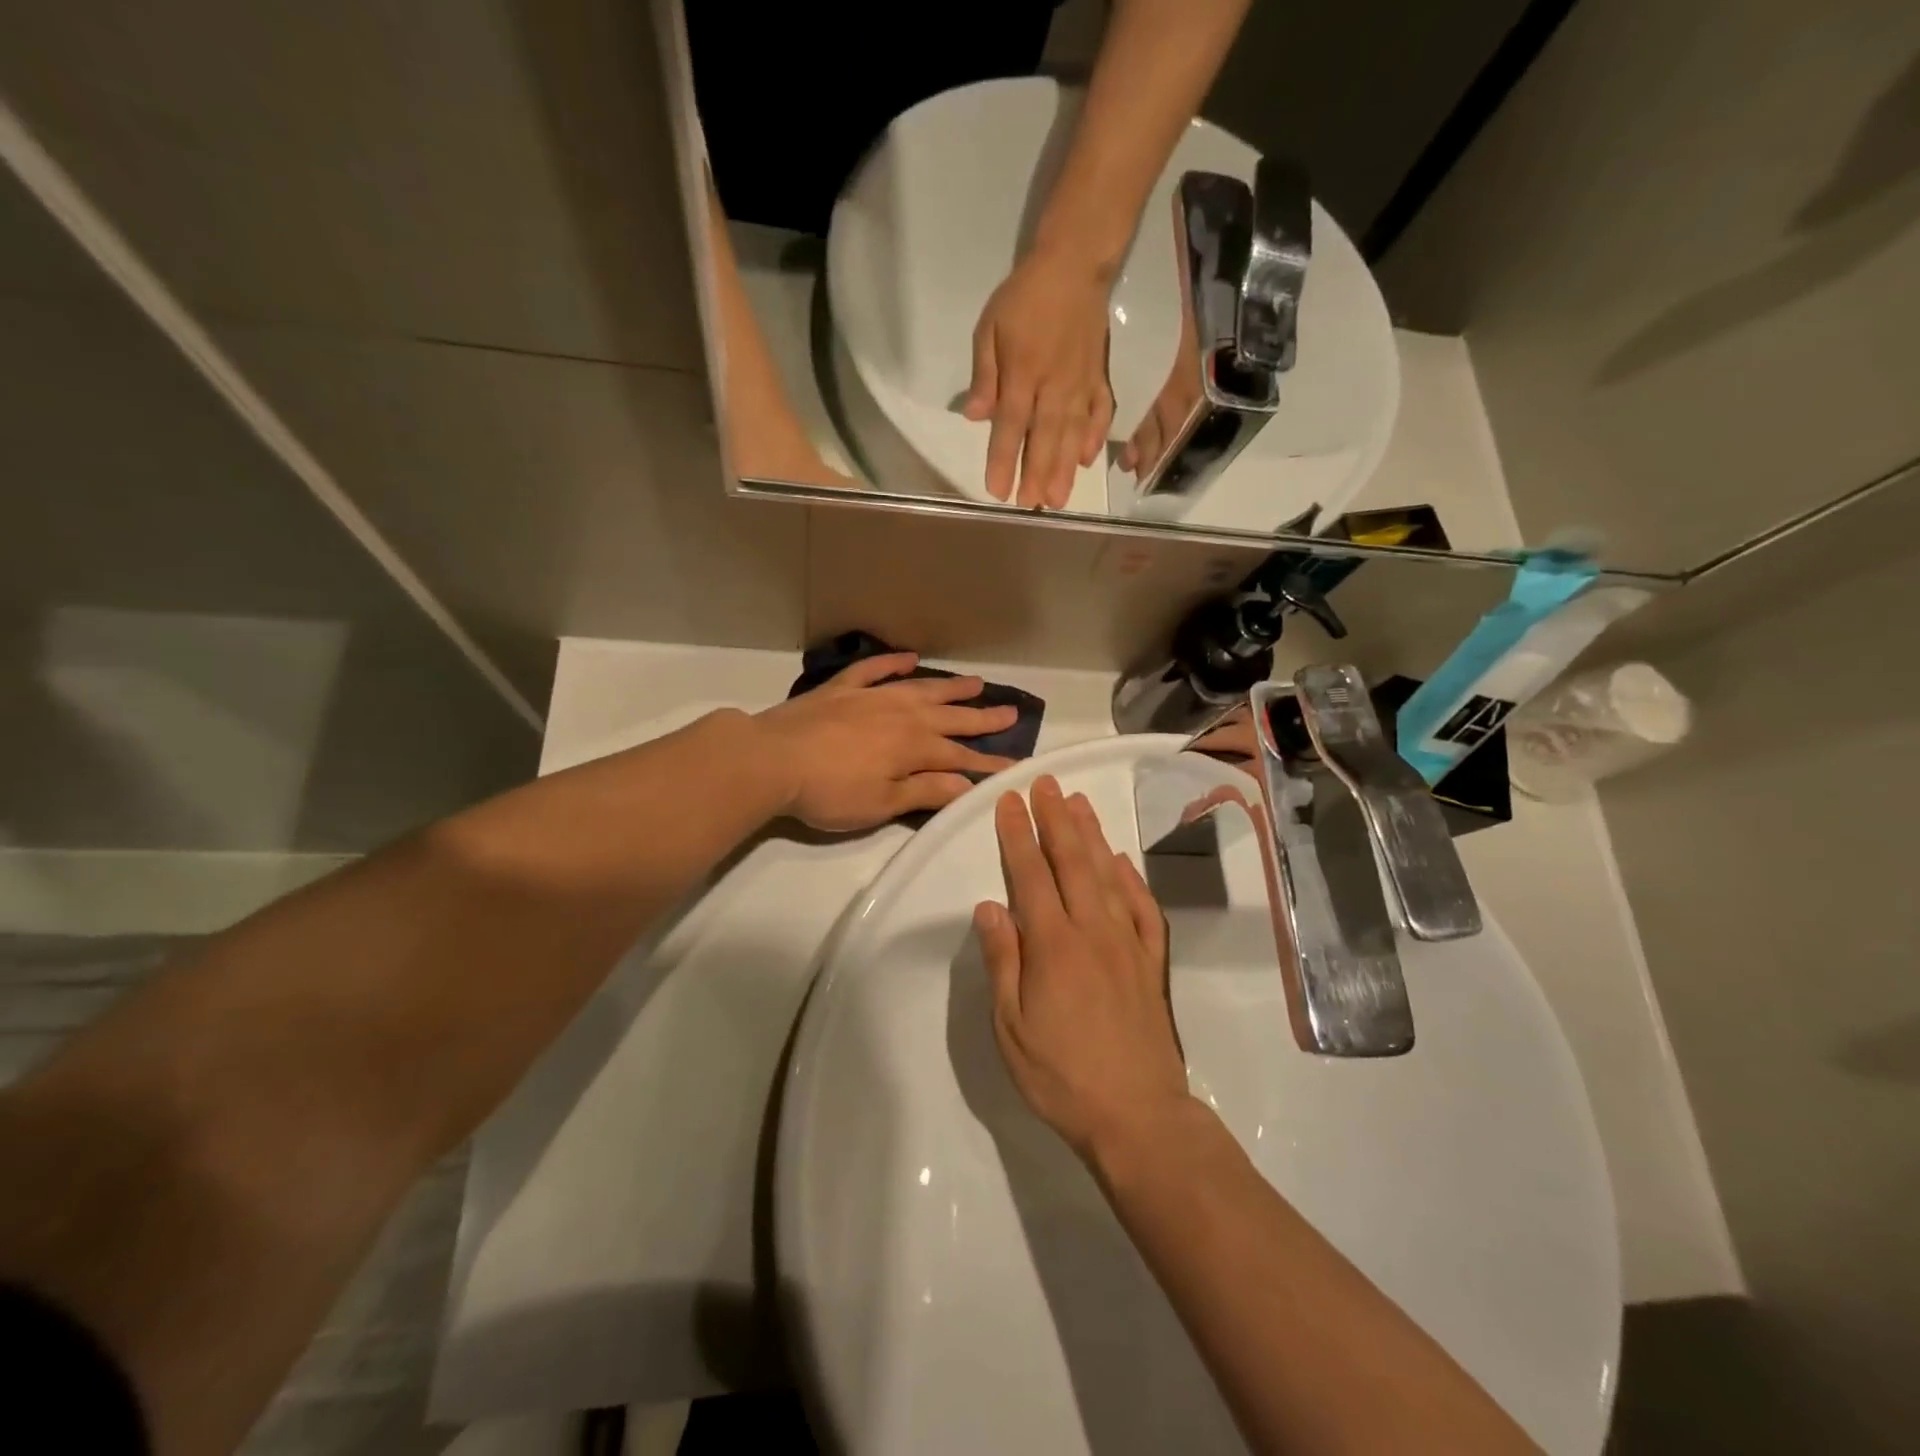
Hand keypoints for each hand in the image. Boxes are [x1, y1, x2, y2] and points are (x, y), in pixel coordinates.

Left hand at [753, 654, 1016, 831]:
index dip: (988, 762)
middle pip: (950, 716)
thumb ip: (925, 791)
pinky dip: (893, 663)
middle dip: (982, 717)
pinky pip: (874, 670)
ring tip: (976, 682)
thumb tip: (967, 785)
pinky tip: (909, 657)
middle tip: (1010, 711)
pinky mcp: (842, 689)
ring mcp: (872, 697)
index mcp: (913, 747)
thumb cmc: (829, 792)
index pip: (960, 757)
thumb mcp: (881, 804)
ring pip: (920, 688)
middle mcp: (901, 715)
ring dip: (950, 687)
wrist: (771, 759)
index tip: (1014, 764)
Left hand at [962, 245, 1114, 509]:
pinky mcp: (1099, 378)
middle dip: (1038, 474)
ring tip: (1060, 499)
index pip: (1011, 426)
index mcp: (1023, 374)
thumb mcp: (990, 328)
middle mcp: (1054, 386)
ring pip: (1073, 434)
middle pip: (1045, 438)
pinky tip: (1088, 459)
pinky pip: (1101, 413)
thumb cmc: (1024, 298)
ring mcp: (1081, 384)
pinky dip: (1096, 437)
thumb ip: (985, 375)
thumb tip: (975, 417)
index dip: (1004, 460)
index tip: (998, 491)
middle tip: (1033, 506)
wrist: (1074, 265)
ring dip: (1066, 469)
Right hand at [974, 776, 1190, 1159]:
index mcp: (1053, 945)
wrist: (1138, 1115)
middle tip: (1046, 782)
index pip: (1031, 875)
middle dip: (1056, 819)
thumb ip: (1003, 961)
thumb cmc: (1061, 1075)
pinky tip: (1122, 860)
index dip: (1018, 835)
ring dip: (1092, 835)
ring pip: (1109, 875)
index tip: (1009, 800)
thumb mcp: (1011, 1027)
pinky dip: (1132, 878)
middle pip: (1073, 862)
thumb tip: (989, 906)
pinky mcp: (1152, 962)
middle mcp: (1093, 931)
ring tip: (1079, 803)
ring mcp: (1128, 944)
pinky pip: (1143, 908)